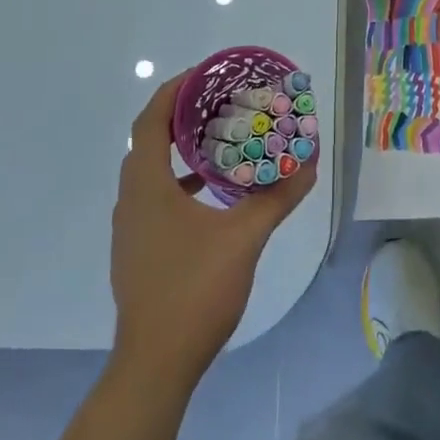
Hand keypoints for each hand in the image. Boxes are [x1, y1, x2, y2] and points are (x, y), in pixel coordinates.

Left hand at [109, 73, 316, 386]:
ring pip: (151, 170)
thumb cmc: (194, 291)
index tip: (205, 74)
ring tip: (219, 138)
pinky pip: (155, 196)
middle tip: (220, 101)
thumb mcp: (244, 238)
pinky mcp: (137, 249)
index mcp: (147, 186)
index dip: (174, 90)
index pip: (151, 120)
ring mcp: (130, 227)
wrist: (155, 364)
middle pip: (149, 140)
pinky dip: (180, 180)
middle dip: (181, 115)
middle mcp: (131, 199)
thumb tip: (309, 164)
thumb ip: (276, 197)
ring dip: (180, 149)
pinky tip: (211, 193)